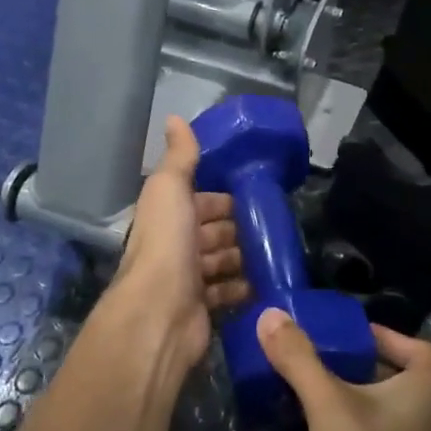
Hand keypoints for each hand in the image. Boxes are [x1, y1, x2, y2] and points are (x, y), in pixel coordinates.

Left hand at [108, 117, 250, 366]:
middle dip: (237, 228)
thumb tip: (175, 117)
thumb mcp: (170, 189)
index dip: (222, 198)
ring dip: (242, 257)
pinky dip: (243, 287)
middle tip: (270, 226)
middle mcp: (174, 246)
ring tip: (271, 252)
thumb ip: (179, 157)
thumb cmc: (167, 244)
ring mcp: (187, 280)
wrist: (160, 313)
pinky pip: (227, 293)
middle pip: (212, 232)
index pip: (199, 201)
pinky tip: (262, 282)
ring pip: (221, 261)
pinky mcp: (202, 308)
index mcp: (167, 216)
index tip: (255, 196)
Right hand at [258, 312, 430, 430]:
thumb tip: (270, 314)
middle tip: (315, 357)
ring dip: (349, 401)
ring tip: (305, 391)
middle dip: (358, 366)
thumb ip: (300, 360)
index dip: (389, 336)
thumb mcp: (328, 408)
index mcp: (426, 394)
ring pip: (382, 414)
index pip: (422, 349)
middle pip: (397, 379)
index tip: (348, 333)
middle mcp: (428, 422)